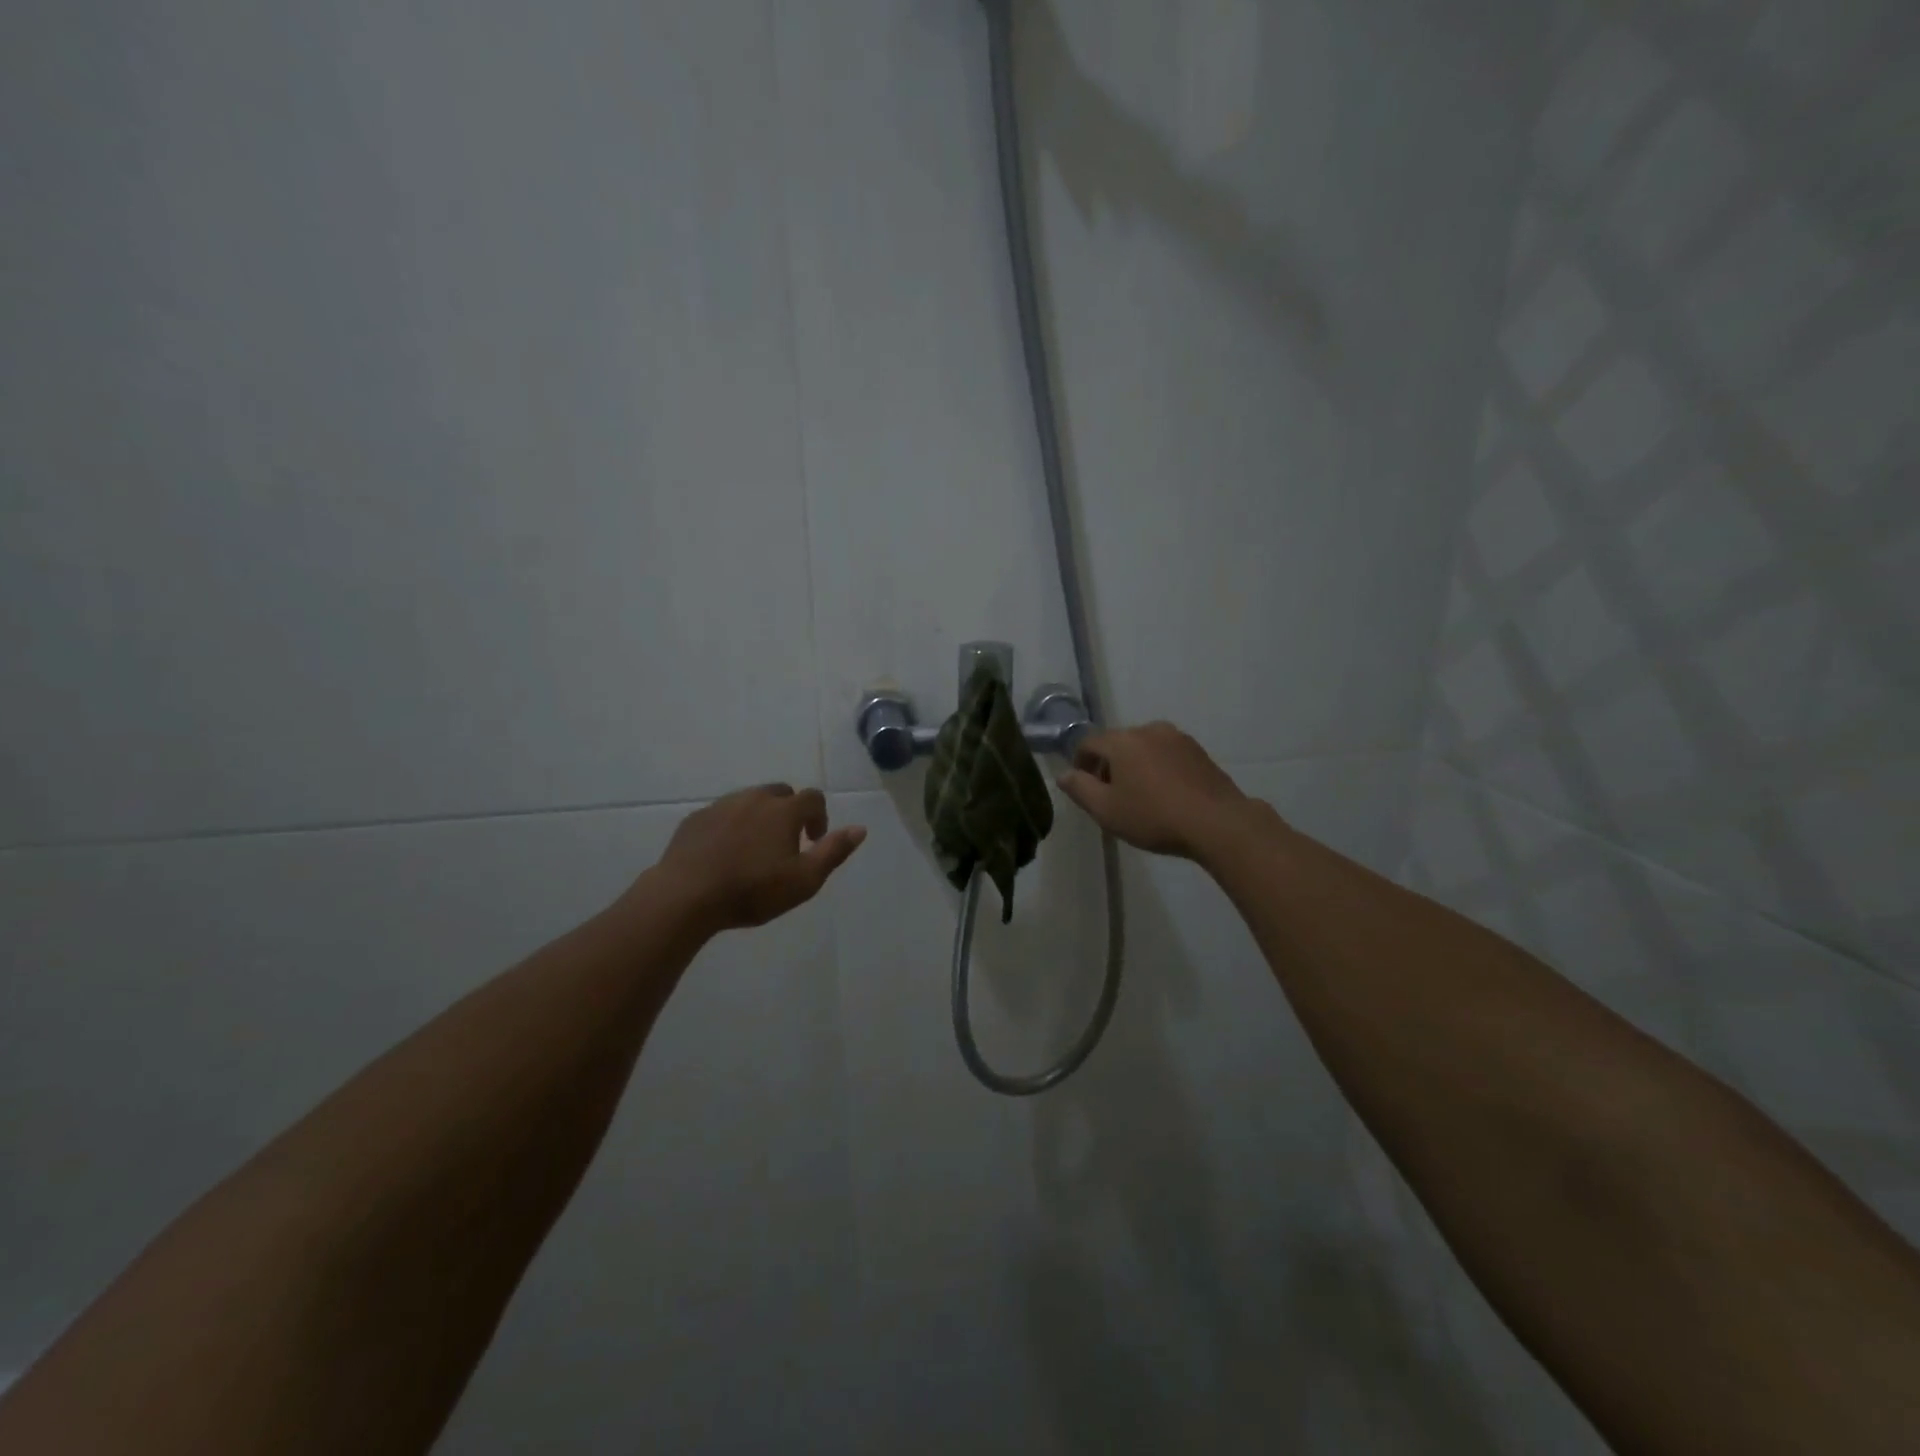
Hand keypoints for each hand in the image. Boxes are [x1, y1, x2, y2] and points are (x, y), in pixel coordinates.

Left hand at [652, 785, 866, 932]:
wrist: (686, 896)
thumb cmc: (752, 890)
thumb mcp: (804, 880)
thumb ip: (834, 851)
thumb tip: (860, 828)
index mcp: (784, 810)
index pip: (813, 798)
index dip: (819, 817)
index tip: (812, 841)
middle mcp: (754, 798)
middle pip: (780, 793)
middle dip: (789, 812)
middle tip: (785, 843)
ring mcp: (721, 805)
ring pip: (749, 801)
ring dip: (759, 817)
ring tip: (754, 849)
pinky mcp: (695, 819)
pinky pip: (721, 814)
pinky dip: (730, 826)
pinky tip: (724, 853)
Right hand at [1055, 722, 1266, 859]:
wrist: (1217, 822)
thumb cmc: (1153, 817)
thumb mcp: (1106, 810)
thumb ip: (1080, 789)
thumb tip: (1064, 774)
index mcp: (1122, 740)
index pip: (1088, 743)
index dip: (1080, 763)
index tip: (1083, 787)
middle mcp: (1148, 730)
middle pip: (1117, 743)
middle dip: (1108, 765)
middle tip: (1109, 796)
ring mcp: (1177, 738)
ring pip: (1143, 748)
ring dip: (1134, 766)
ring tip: (1139, 796)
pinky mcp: (1198, 751)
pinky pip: (1166, 754)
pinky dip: (1157, 768)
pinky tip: (1164, 794)